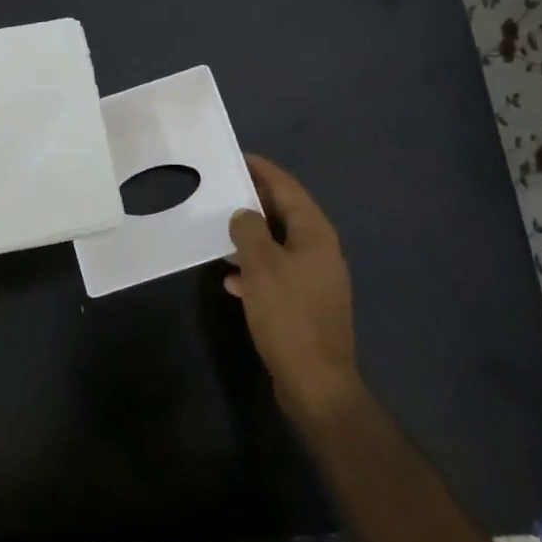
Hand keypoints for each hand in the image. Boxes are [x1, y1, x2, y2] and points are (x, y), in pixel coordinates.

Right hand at [225, 154, 362, 421]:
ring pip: (279, 245)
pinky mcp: (306, 304)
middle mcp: (320, 251)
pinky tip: (231, 280)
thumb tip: (244, 214)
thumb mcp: (261, 266)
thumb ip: (249, 231)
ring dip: (252, 237)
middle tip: (224, 191)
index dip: (263, 171)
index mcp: (316, 234)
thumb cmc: (288, 316)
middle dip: (255, 203)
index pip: (288, 189)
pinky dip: (255, 270)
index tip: (238, 158)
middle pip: (285, 214)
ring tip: (221, 231)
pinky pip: (277, 273)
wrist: (316, 383)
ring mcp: (315, 279)